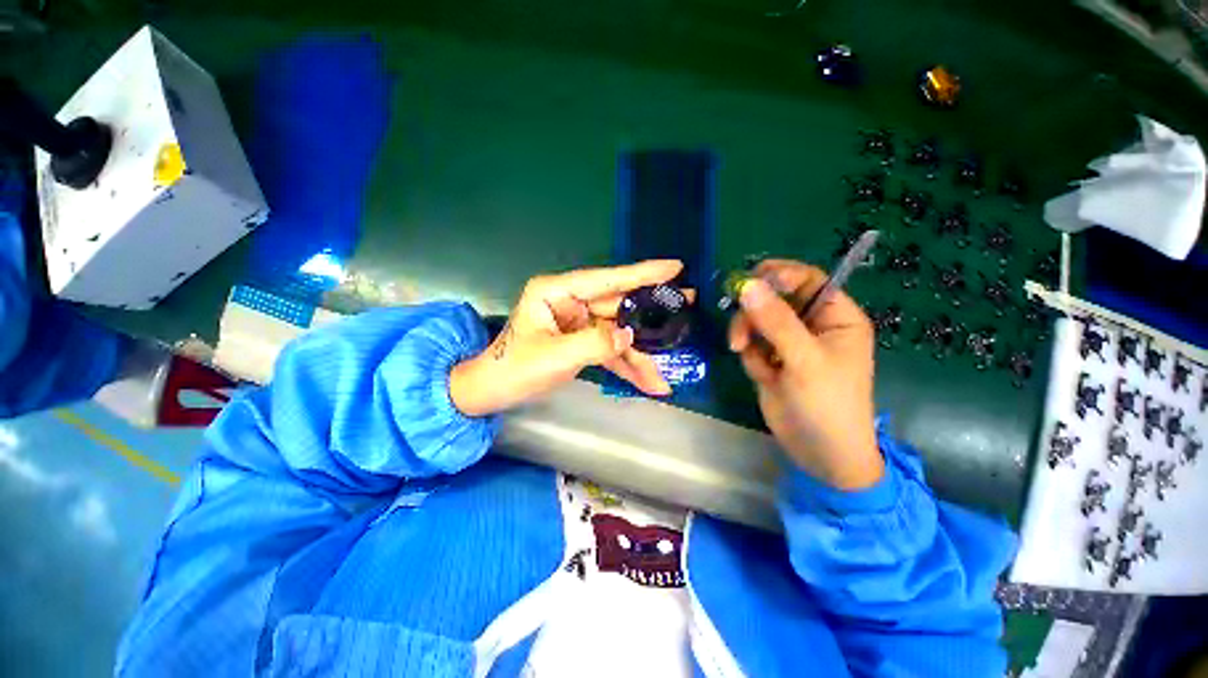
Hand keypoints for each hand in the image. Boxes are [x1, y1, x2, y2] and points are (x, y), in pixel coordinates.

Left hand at [450, 260, 683, 416]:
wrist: (491, 392)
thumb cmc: (513, 369)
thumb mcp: (555, 357)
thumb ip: (596, 343)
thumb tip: (630, 335)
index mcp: (557, 292)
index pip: (606, 279)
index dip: (642, 274)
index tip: (674, 267)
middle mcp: (569, 303)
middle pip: (618, 307)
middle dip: (650, 314)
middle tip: (687, 305)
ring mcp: (576, 323)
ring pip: (617, 333)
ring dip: (639, 356)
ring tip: (663, 377)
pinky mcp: (580, 342)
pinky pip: (608, 350)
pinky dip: (625, 366)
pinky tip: (645, 382)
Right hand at [728, 260, 882, 489]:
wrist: (818, 453)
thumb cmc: (826, 403)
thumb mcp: (804, 359)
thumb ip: (776, 321)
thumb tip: (747, 285)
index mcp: (835, 316)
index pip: (806, 279)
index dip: (777, 276)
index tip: (747, 284)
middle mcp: (812, 324)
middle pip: (773, 298)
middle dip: (753, 312)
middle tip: (740, 332)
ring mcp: (788, 342)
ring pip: (756, 320)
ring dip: (746, 335)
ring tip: (742, 354)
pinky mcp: (771, 358)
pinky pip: (750, 343)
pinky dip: (750, 356)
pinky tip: (762, 376)